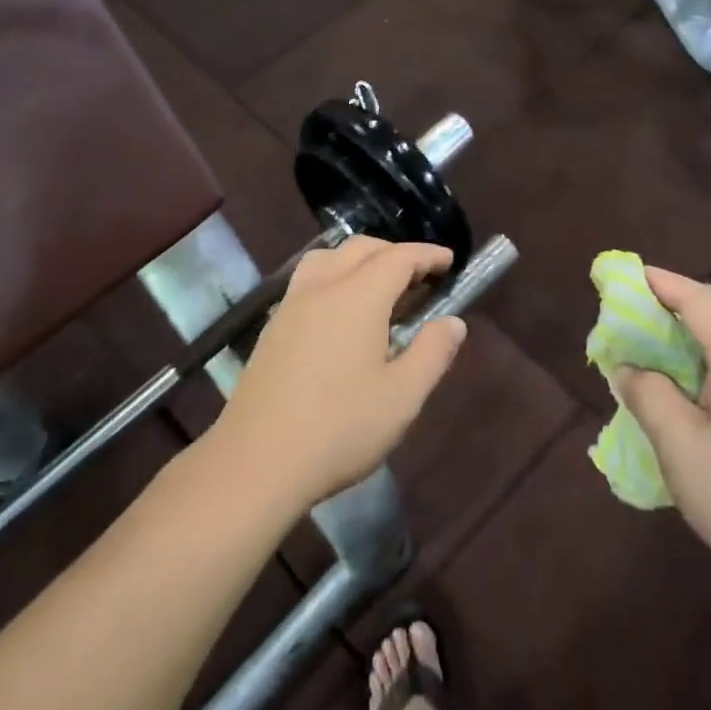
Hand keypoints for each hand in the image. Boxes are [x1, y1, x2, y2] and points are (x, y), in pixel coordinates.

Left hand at [215, 236, 466, 513]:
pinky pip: (309, 278)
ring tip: (380, 286)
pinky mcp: (273, 326)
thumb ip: (432, 353)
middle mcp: (322, 288)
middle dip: (395, 252)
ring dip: (359, 258)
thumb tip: (453, 322)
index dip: (427, 255)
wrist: (257, 461)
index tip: (449, 260)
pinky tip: (341, 312)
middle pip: (361, 248)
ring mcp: (291, 304)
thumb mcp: (402, 397)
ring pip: (328, 257)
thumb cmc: (339, 429)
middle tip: (421, 276)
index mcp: (358, 297)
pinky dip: (335, 274)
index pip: (398, 258)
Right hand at [614, 268, 710, 603]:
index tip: (625, 276)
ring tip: (650, 365)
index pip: (700, 301)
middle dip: (669, 317)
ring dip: (687, 350)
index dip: (660, 283)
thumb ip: (648, 395)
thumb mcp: (679, 445)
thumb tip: (629, 369)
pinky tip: (689, 405)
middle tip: (627, 327)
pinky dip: (707, 375)